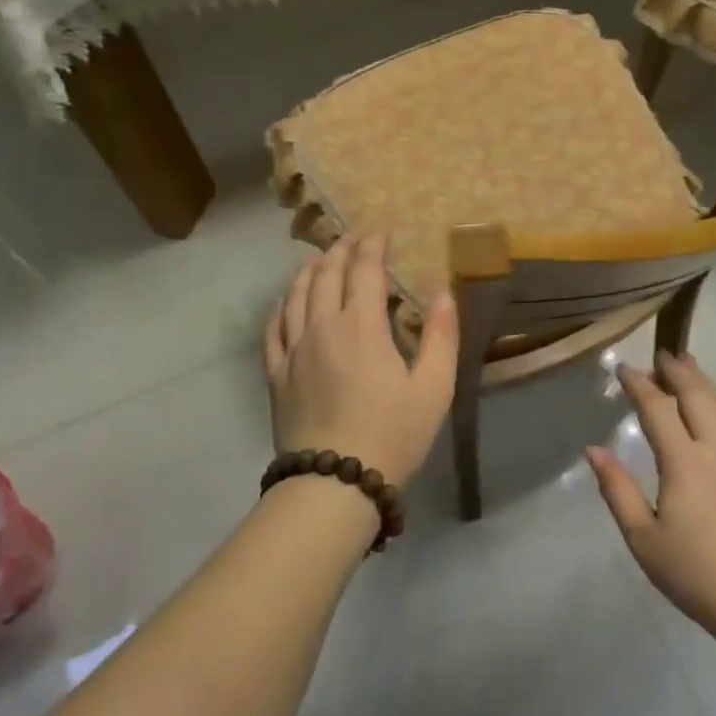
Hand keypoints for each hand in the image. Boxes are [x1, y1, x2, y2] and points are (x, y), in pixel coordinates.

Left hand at [264, 234, 459, 486]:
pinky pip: (273, 329)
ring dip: (308, 271)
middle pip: (326, 275)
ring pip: (295, 296)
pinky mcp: (276, 375)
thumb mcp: (434, 388)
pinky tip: (285, 302)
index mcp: (362, 326)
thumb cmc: (392, 434)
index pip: (365, 271)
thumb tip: (442, 293)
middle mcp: (322, 327)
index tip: (381, 232)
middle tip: (351, 238)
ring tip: (317, 258)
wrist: (333, 483)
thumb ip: (441, 336)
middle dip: (340, 250)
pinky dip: (280, 306)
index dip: (373, 247)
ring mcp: (293, 351)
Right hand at [588, 352, 715, 639]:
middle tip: (661, 353)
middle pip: (697, 396)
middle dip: (677, 371)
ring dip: (703, 381)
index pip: (658, 409)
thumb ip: (617, 489)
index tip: (623, 368)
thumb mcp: (642, 538)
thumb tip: (593, 450)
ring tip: (690, 365)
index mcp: (683, 462)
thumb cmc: (694, 572)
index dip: (640, 384)